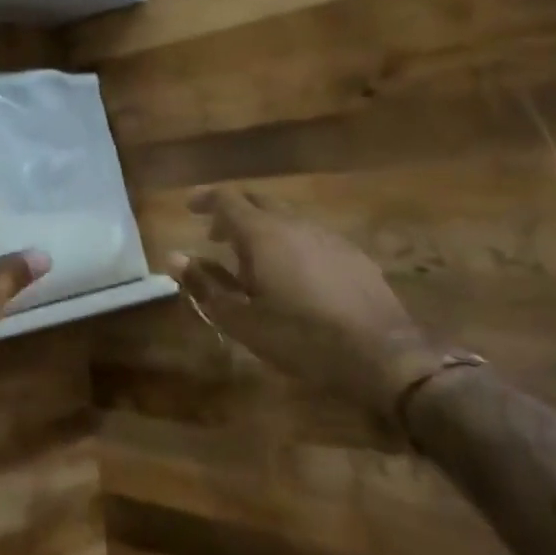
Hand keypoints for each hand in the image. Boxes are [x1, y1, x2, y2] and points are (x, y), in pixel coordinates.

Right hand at [170, 187, 446, 421]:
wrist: (382, 355)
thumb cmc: (301, 337)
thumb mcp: (242, 319)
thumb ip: (205, 284)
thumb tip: (173, 256)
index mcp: (263, 234)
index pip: (227, 199)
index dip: (205, 199)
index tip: (190, 208)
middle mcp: (295, 224)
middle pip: (258, 201)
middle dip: (233, 212)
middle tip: (216, 236)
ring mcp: (328, 236)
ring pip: (286, 218)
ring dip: (262, 229)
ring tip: (252, 261)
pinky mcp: (352, 254)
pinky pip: (310, 235)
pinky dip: (290, 243)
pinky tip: (293, 275)